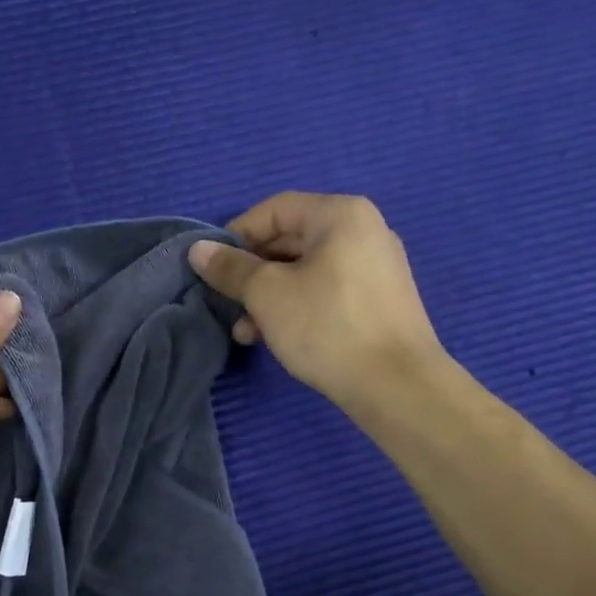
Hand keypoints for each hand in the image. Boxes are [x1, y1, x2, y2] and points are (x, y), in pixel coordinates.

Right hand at [189, 193, 443, 414]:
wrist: (397, 386)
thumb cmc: (327, 326)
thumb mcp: (267, 294)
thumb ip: (230, 268)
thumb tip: (198, 250)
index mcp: (341, 214)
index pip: (275, 210)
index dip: (237, 235)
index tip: (213, 268)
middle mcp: (364, 231)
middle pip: (290, 240)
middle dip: (252, 273)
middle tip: (227, 302)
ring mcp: (376, 267)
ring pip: (305, 270)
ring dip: (269, 296)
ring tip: (245, 331)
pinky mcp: (379, 301)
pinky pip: (326, 291)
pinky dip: (297, 306)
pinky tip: (274, 337)